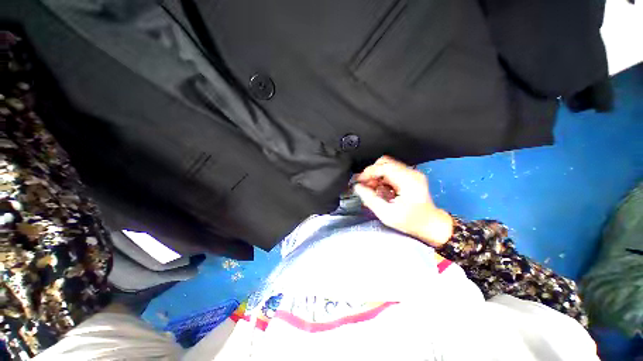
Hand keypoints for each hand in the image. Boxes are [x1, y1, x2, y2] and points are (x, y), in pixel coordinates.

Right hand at [353, 156, 452, 246]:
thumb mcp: (387, 214)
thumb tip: (357, 187)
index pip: (384, 167)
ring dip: (376, 176)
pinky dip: (382, 178)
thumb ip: (370, 199)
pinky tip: (380, 189)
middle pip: (385, 162)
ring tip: (372, 189)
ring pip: (386, 166)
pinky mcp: (409, 176)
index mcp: (408, 181)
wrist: (431, 225)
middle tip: (365, 186)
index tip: (359, 182)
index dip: (368, 172)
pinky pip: (391, 171)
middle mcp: (411, 173)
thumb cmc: (410, 222)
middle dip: (371, 173)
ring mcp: (411, 173)